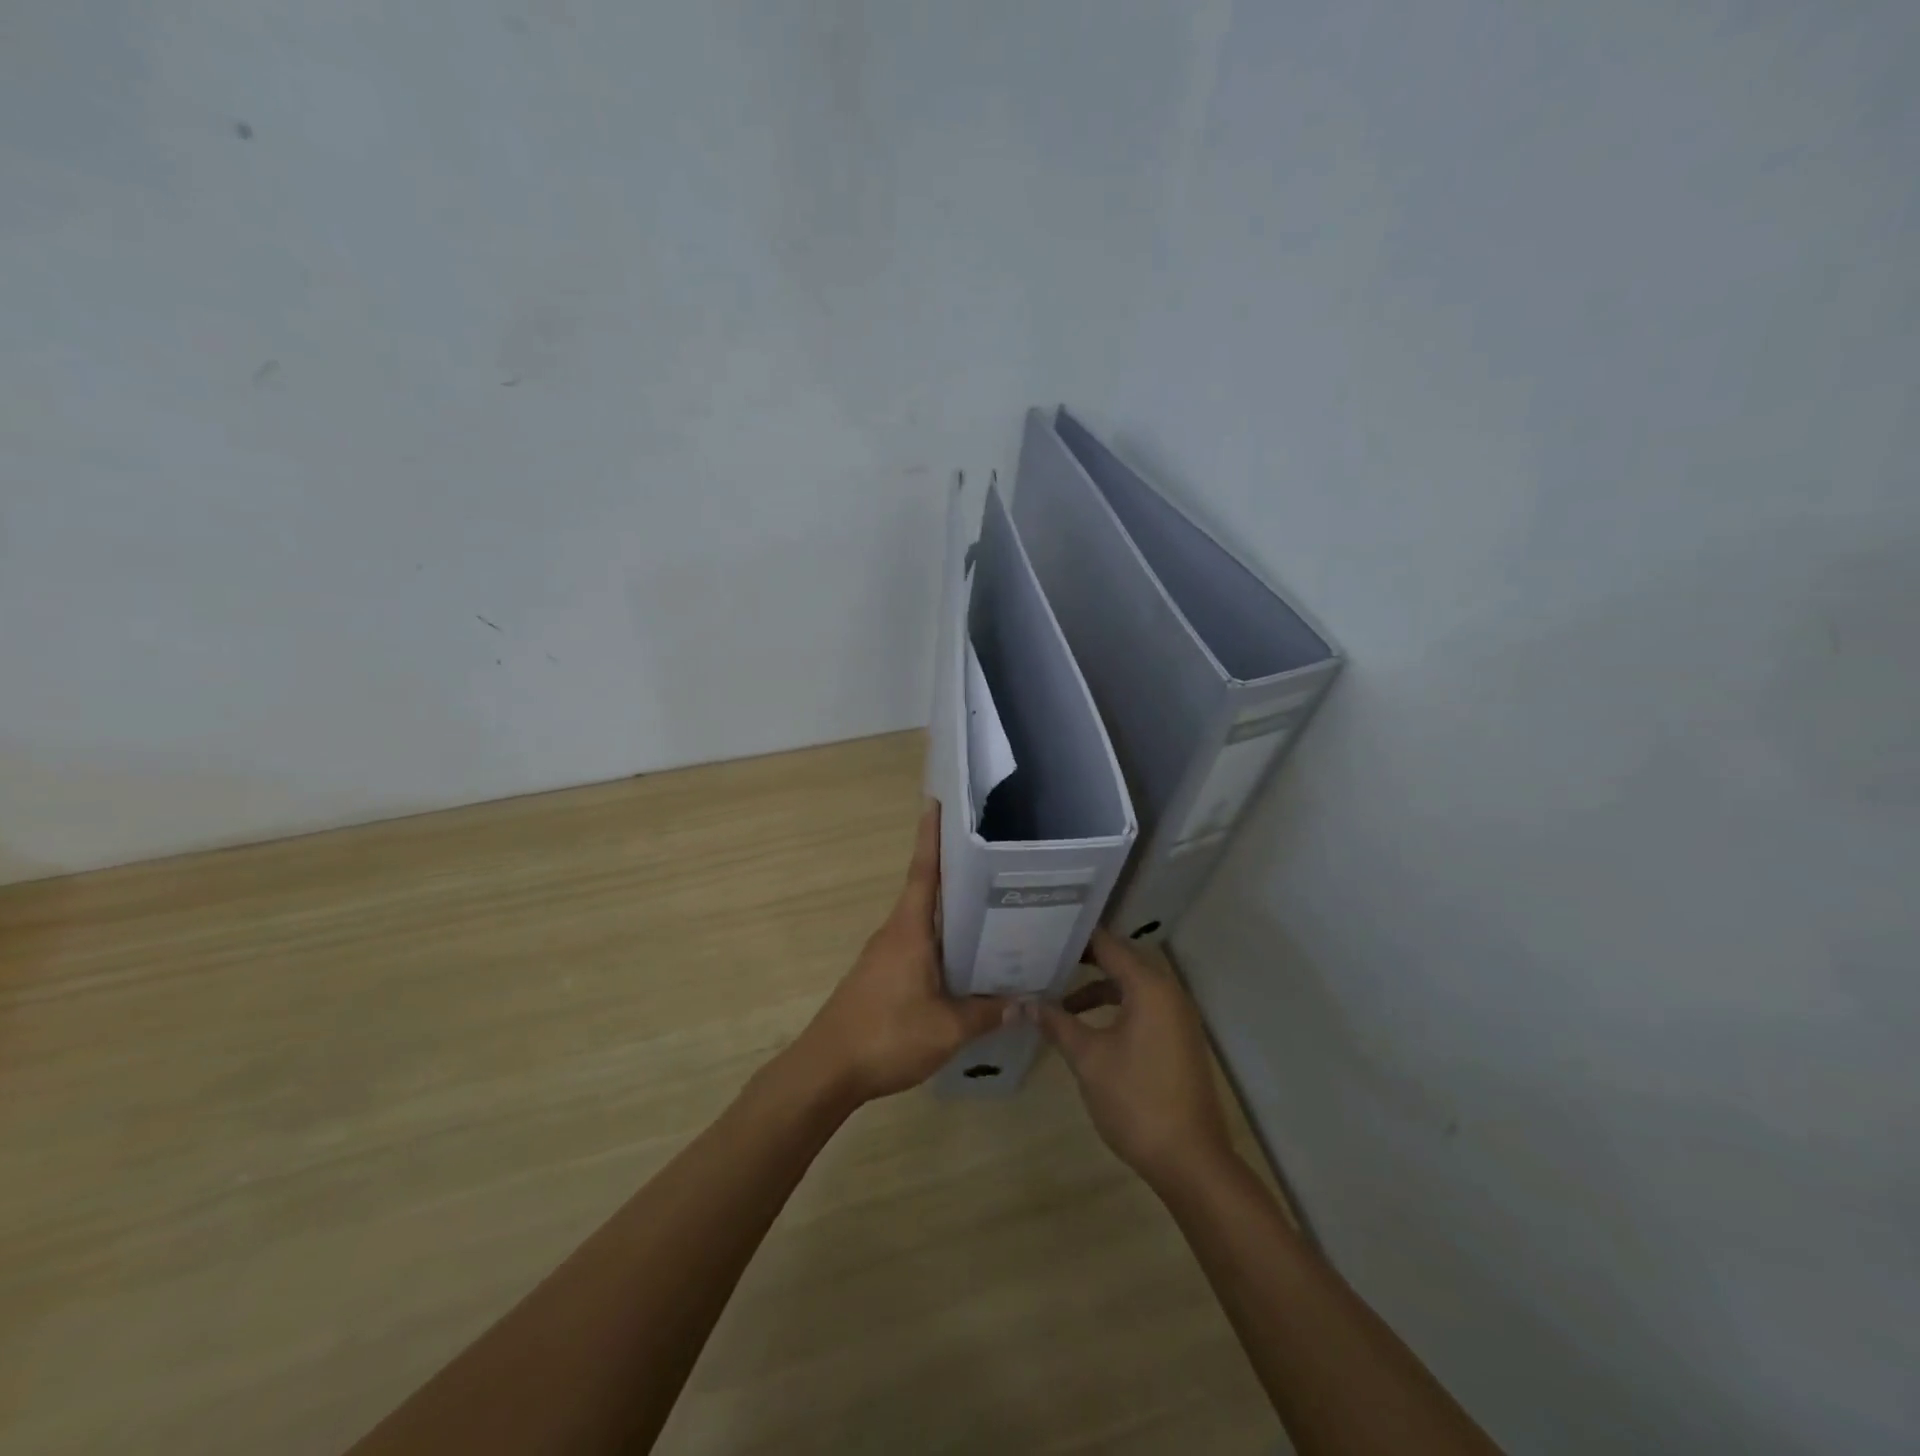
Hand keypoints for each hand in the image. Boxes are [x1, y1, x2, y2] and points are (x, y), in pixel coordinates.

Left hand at [787, 802, 1009, 1104]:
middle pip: (927, 890)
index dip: (931, 836)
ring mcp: (885, 954)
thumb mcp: (947, 1029)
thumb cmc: (886, 1036)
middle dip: (954, 869)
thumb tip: (1025, 1002)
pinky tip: (966, 958)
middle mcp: (895, 932)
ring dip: (951, 910)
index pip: (923, 871)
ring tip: (991, 905)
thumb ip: (987, 1013)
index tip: (938, 802)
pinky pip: (918, 945)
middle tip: (993, 854)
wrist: (826, 1069)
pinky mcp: (882, 975)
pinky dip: (942, 941)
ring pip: (924, 921)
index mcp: (909, 930)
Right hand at [1037, 930, 1234, 1188]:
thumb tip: (1027, 1002)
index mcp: (1149, 987)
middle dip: (1084, 961)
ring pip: (1131, 987)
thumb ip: (1058, 1023)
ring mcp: (1177, 1017)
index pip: (1108, 945)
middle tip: (1045, 959)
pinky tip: (1088, 1027)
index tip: (1043, 932)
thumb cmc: (1136, 1100)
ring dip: (1097, 989)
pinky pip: (1142, 1007)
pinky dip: (1115, 1008)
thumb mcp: (1088, 1058)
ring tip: (1059, 999)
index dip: (1076, 938)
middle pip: (1121, 961)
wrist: (1190, 1160)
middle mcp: (1168, 993)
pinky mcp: (1178, 1040)